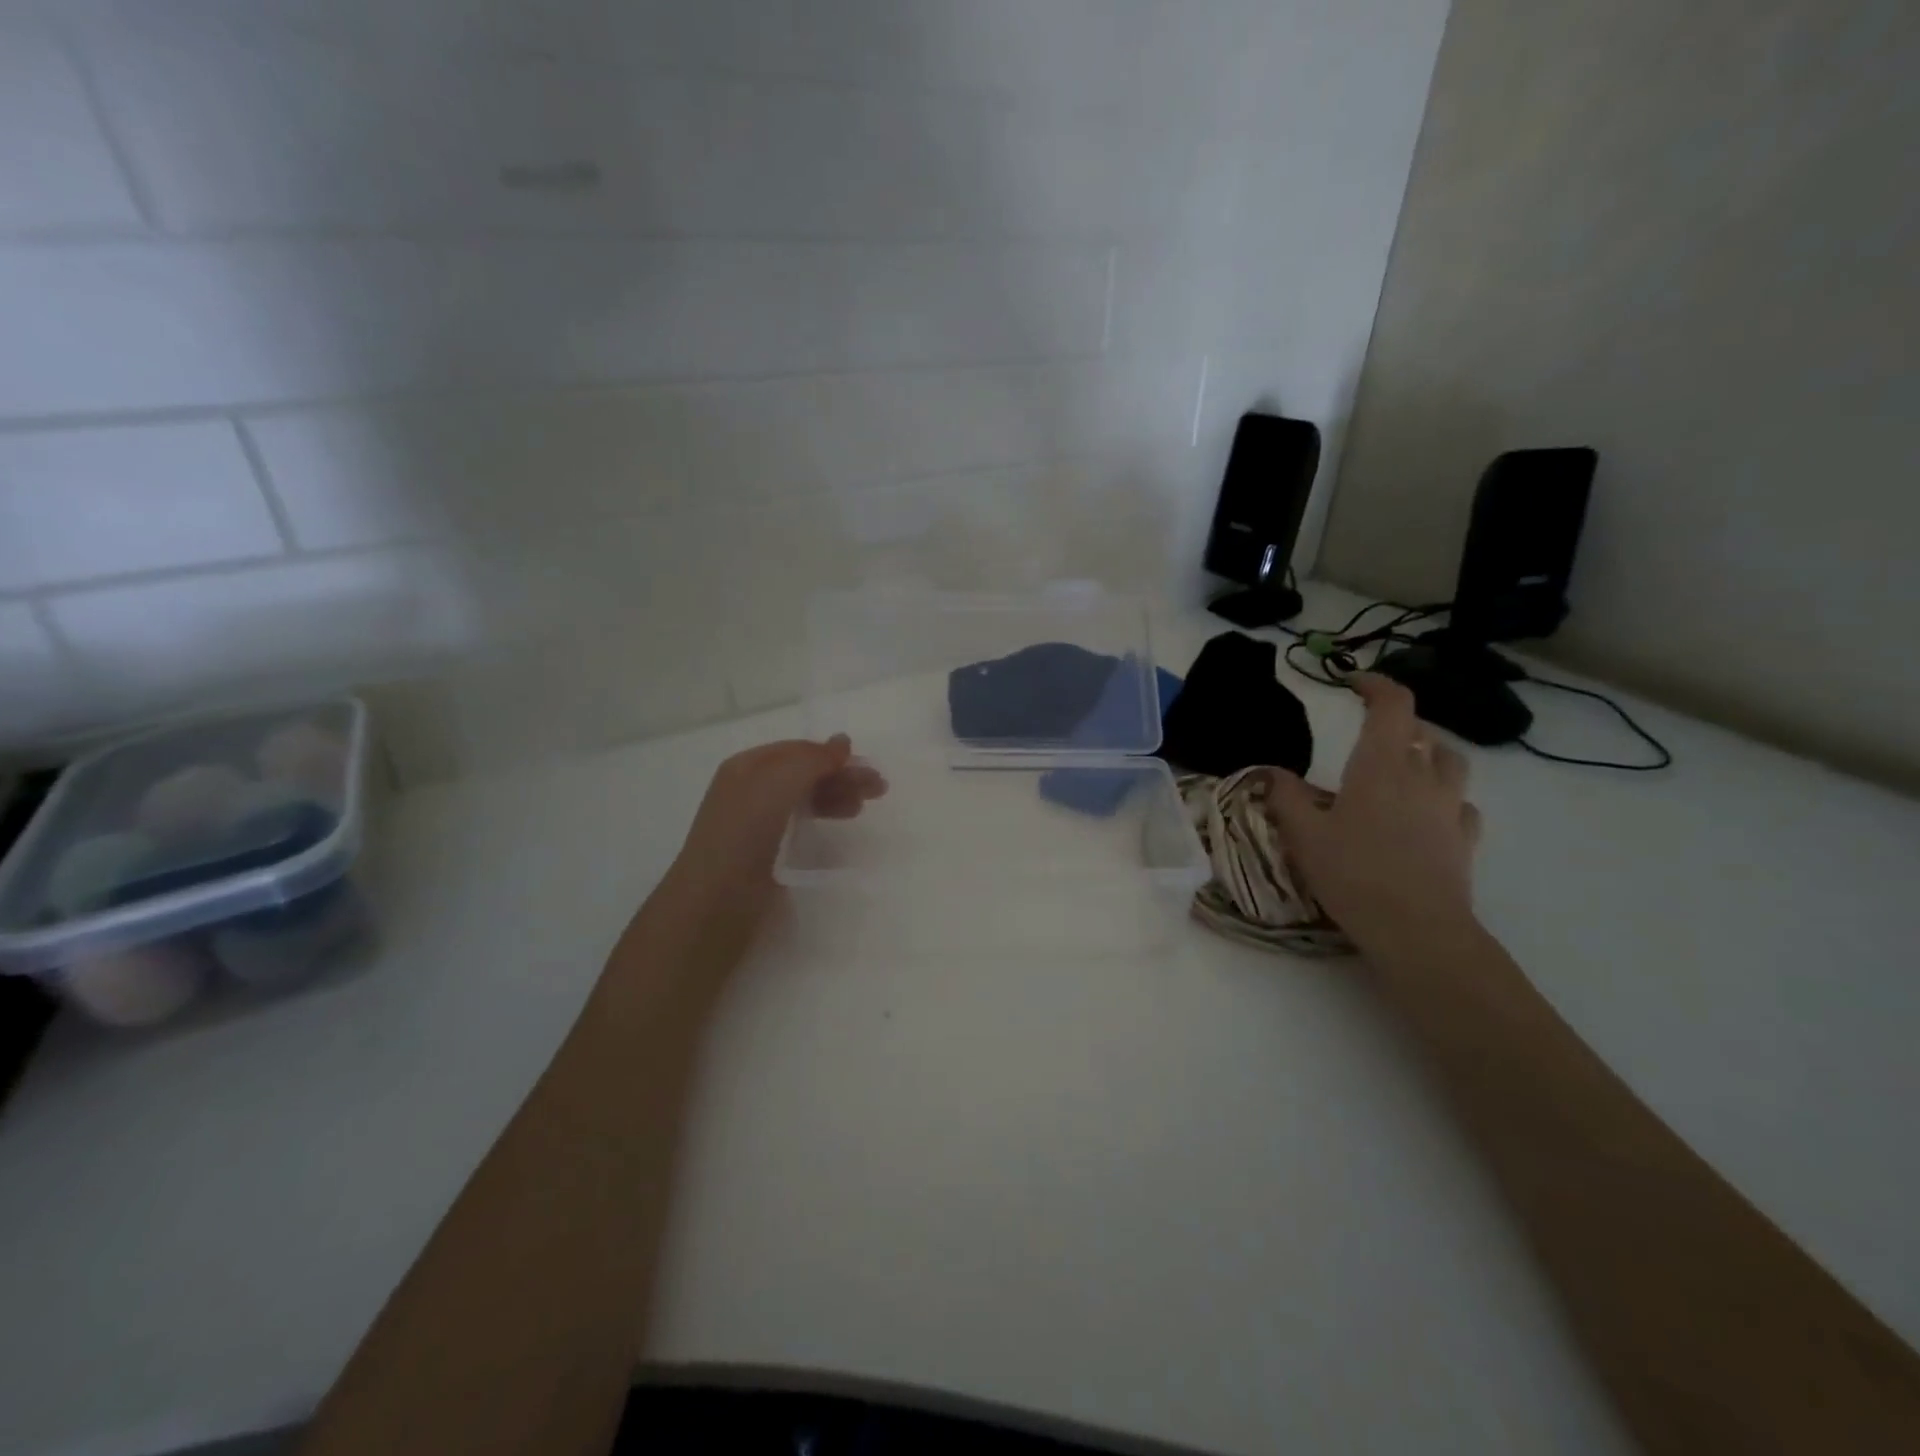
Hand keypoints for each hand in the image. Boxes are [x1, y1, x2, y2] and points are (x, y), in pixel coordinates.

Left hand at [637, 736, 885, 974]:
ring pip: (803, 799)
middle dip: (840, 776)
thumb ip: (812, 760)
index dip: (831, 755)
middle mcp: (750, 790)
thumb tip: (843, 742)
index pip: (797, 750)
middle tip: (878, 789)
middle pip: (803, 773)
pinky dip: (822, 818)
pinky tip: (836, 825)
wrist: (715, 902)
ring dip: (835, 796)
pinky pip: (799, 824)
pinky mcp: (764, 853)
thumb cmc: (744, 834)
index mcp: (746, 767)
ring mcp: (756, 823)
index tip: (866, 766)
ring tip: (861, 808)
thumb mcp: (778, 783)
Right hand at [1265, 674, 1481, 955]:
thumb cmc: (1354, 873)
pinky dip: (1444, 799)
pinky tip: (1427, 816)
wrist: (1417, 930)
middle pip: (1423, 732)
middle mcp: (1421, 777)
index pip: (1392, 705)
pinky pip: (1461, 805)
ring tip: (1404, 769)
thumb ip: (1285, 797)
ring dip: (1429, 755)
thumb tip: (1271, 772)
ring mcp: (1449, 809)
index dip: (1376, 684)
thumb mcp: (1303, 834)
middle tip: (1370, 735)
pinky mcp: (1464, 840)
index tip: (1352, 681)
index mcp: (1380, 766)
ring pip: (1450, 763)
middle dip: (1399, 724)